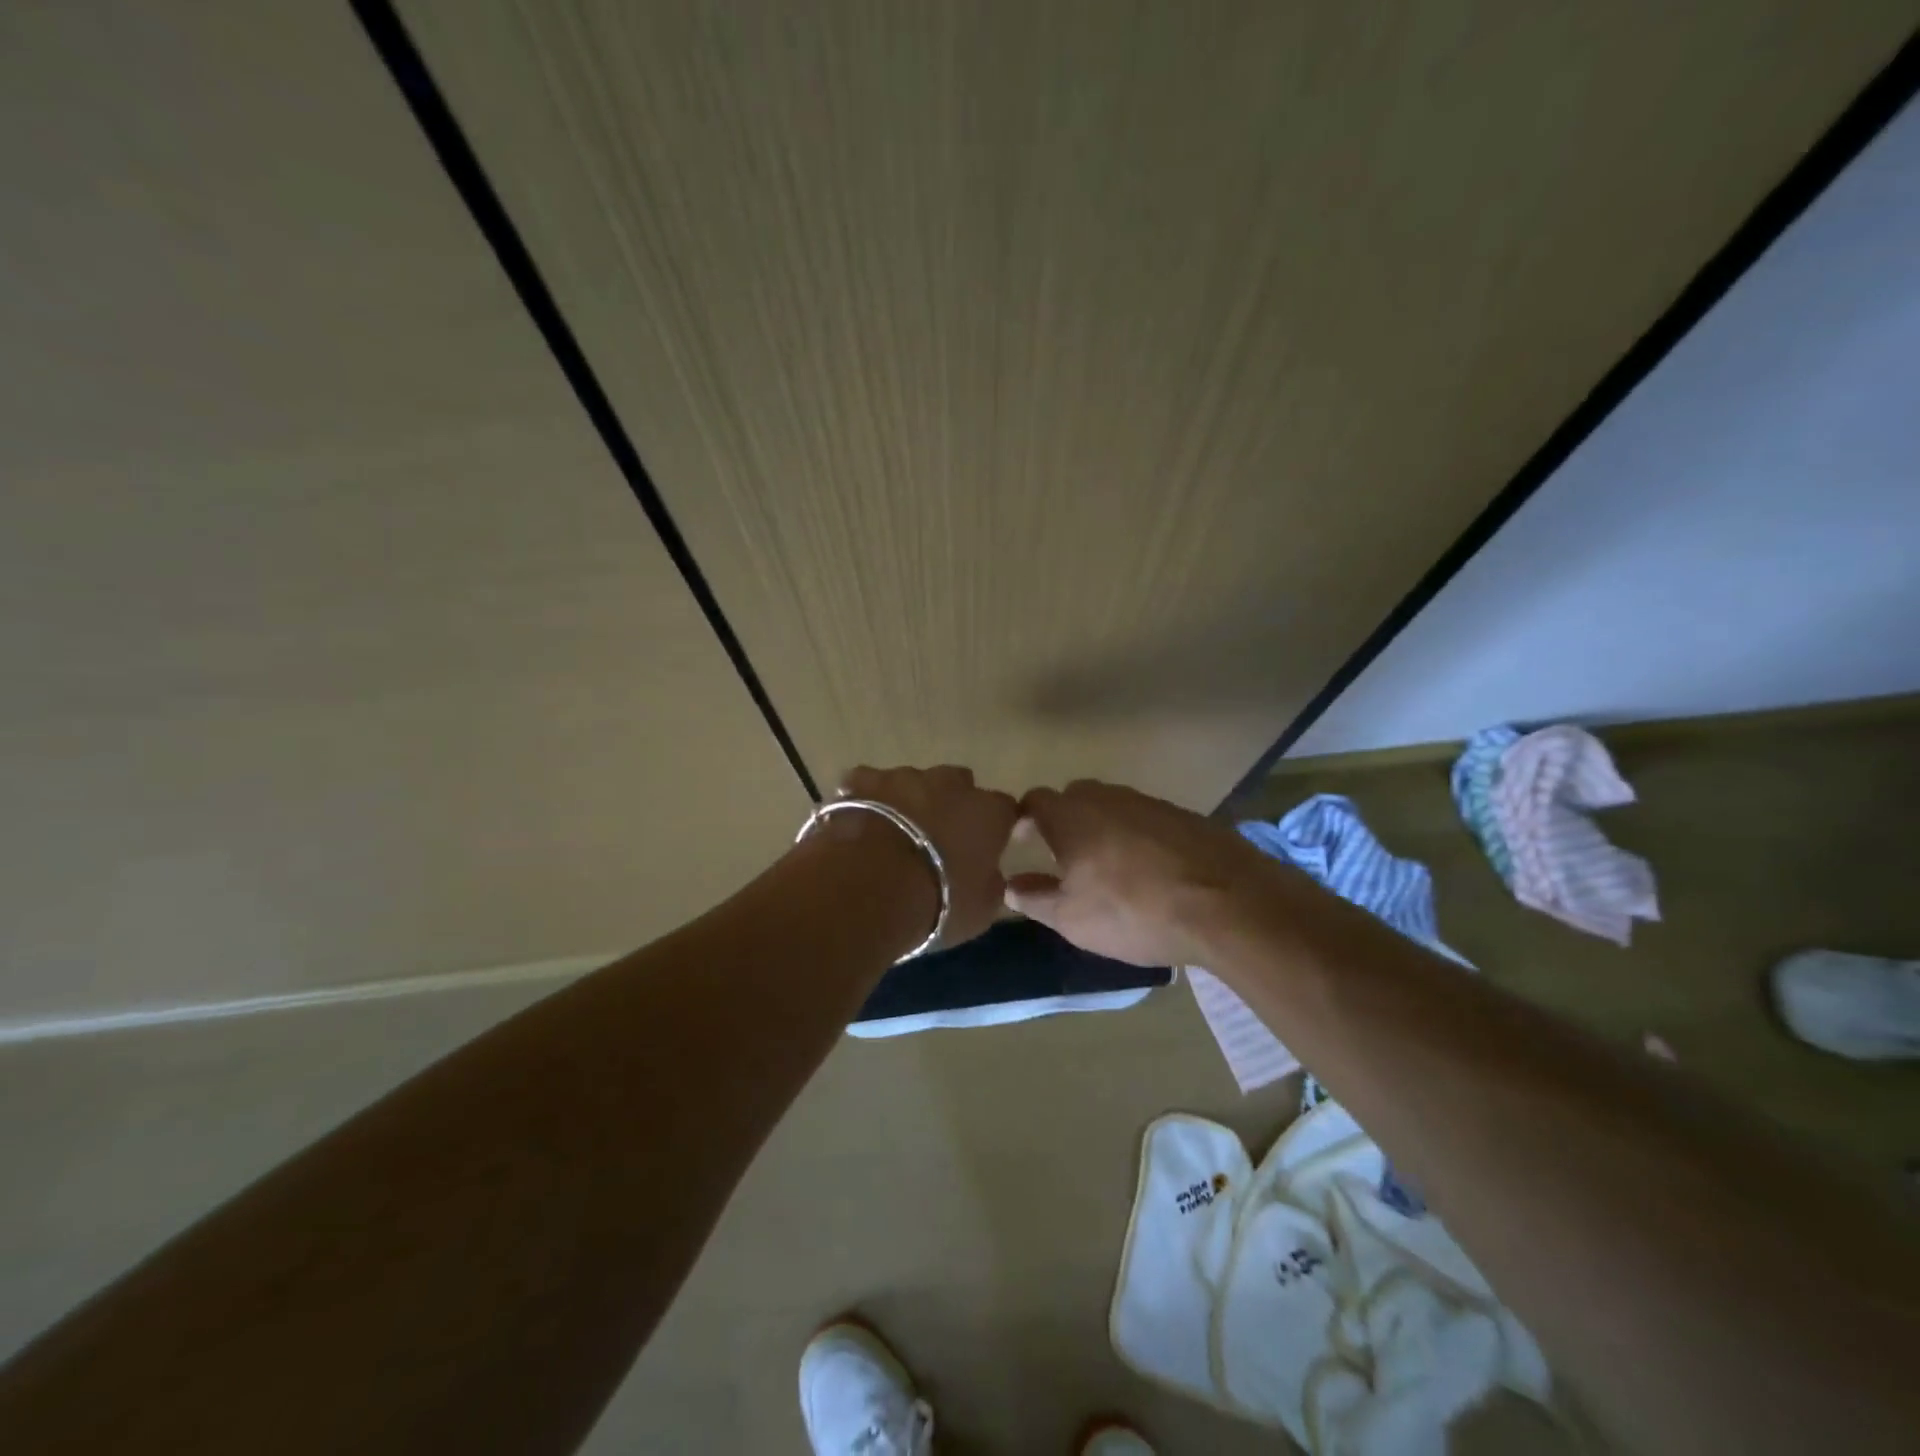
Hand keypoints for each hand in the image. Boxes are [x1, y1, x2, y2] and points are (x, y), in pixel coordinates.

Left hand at [836, 765, 1019, 948]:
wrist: (868, 889)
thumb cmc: (936, 903)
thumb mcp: (980, 910)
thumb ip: (990, 883)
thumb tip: (987, 874)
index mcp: (987, 812)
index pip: (1003, 809)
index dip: (994, 826)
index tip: (984, 848)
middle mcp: (949, 783)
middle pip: (957, 785)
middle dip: (950, 806)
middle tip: (935, 840)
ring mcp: (902, 776)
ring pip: (911, 782)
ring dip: (907, 802)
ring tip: (891, 837)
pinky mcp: (861, 779)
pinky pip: (867, 783)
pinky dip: (865, 799)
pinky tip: (857, 823)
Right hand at [1005, 779, 1267, 966]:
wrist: (1227, 905)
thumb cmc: (1133, 911)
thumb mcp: (1071, 918)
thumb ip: (1035, 898)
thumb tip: (1011, 886)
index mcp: (1072, 815)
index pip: (1035, 801)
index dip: (1023, 819)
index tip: (1020, 842)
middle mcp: (1108, 797)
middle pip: (1075, 798)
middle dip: (1063, 820)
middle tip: (1062, 855)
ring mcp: (1150, 803)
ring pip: (1113, 806)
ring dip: (1102, 828)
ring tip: (1107, 865)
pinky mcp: (1185, 815)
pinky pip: (1146, 819)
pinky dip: (1138, 836)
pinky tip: (1149, 869)